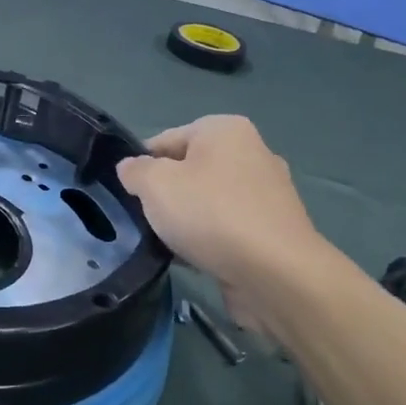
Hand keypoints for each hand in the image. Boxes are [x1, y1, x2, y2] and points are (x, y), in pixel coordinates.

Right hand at [116, 116, 333, 303]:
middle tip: (147, 219)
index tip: (129, 194)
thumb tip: (131, 168)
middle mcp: (252, 153)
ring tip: (168, 244)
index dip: (142, 166)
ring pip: (208, 201)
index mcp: (225, 130)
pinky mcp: (275, 230)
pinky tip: (194, 260)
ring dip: (186, 220)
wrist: (276, 274)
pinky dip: (210, 240)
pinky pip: (229, 228)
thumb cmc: (211, 214)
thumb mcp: (155, 184)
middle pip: (188, 170)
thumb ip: (135, 171)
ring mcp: (268, 193)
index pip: (166, 140)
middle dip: (166, 194)